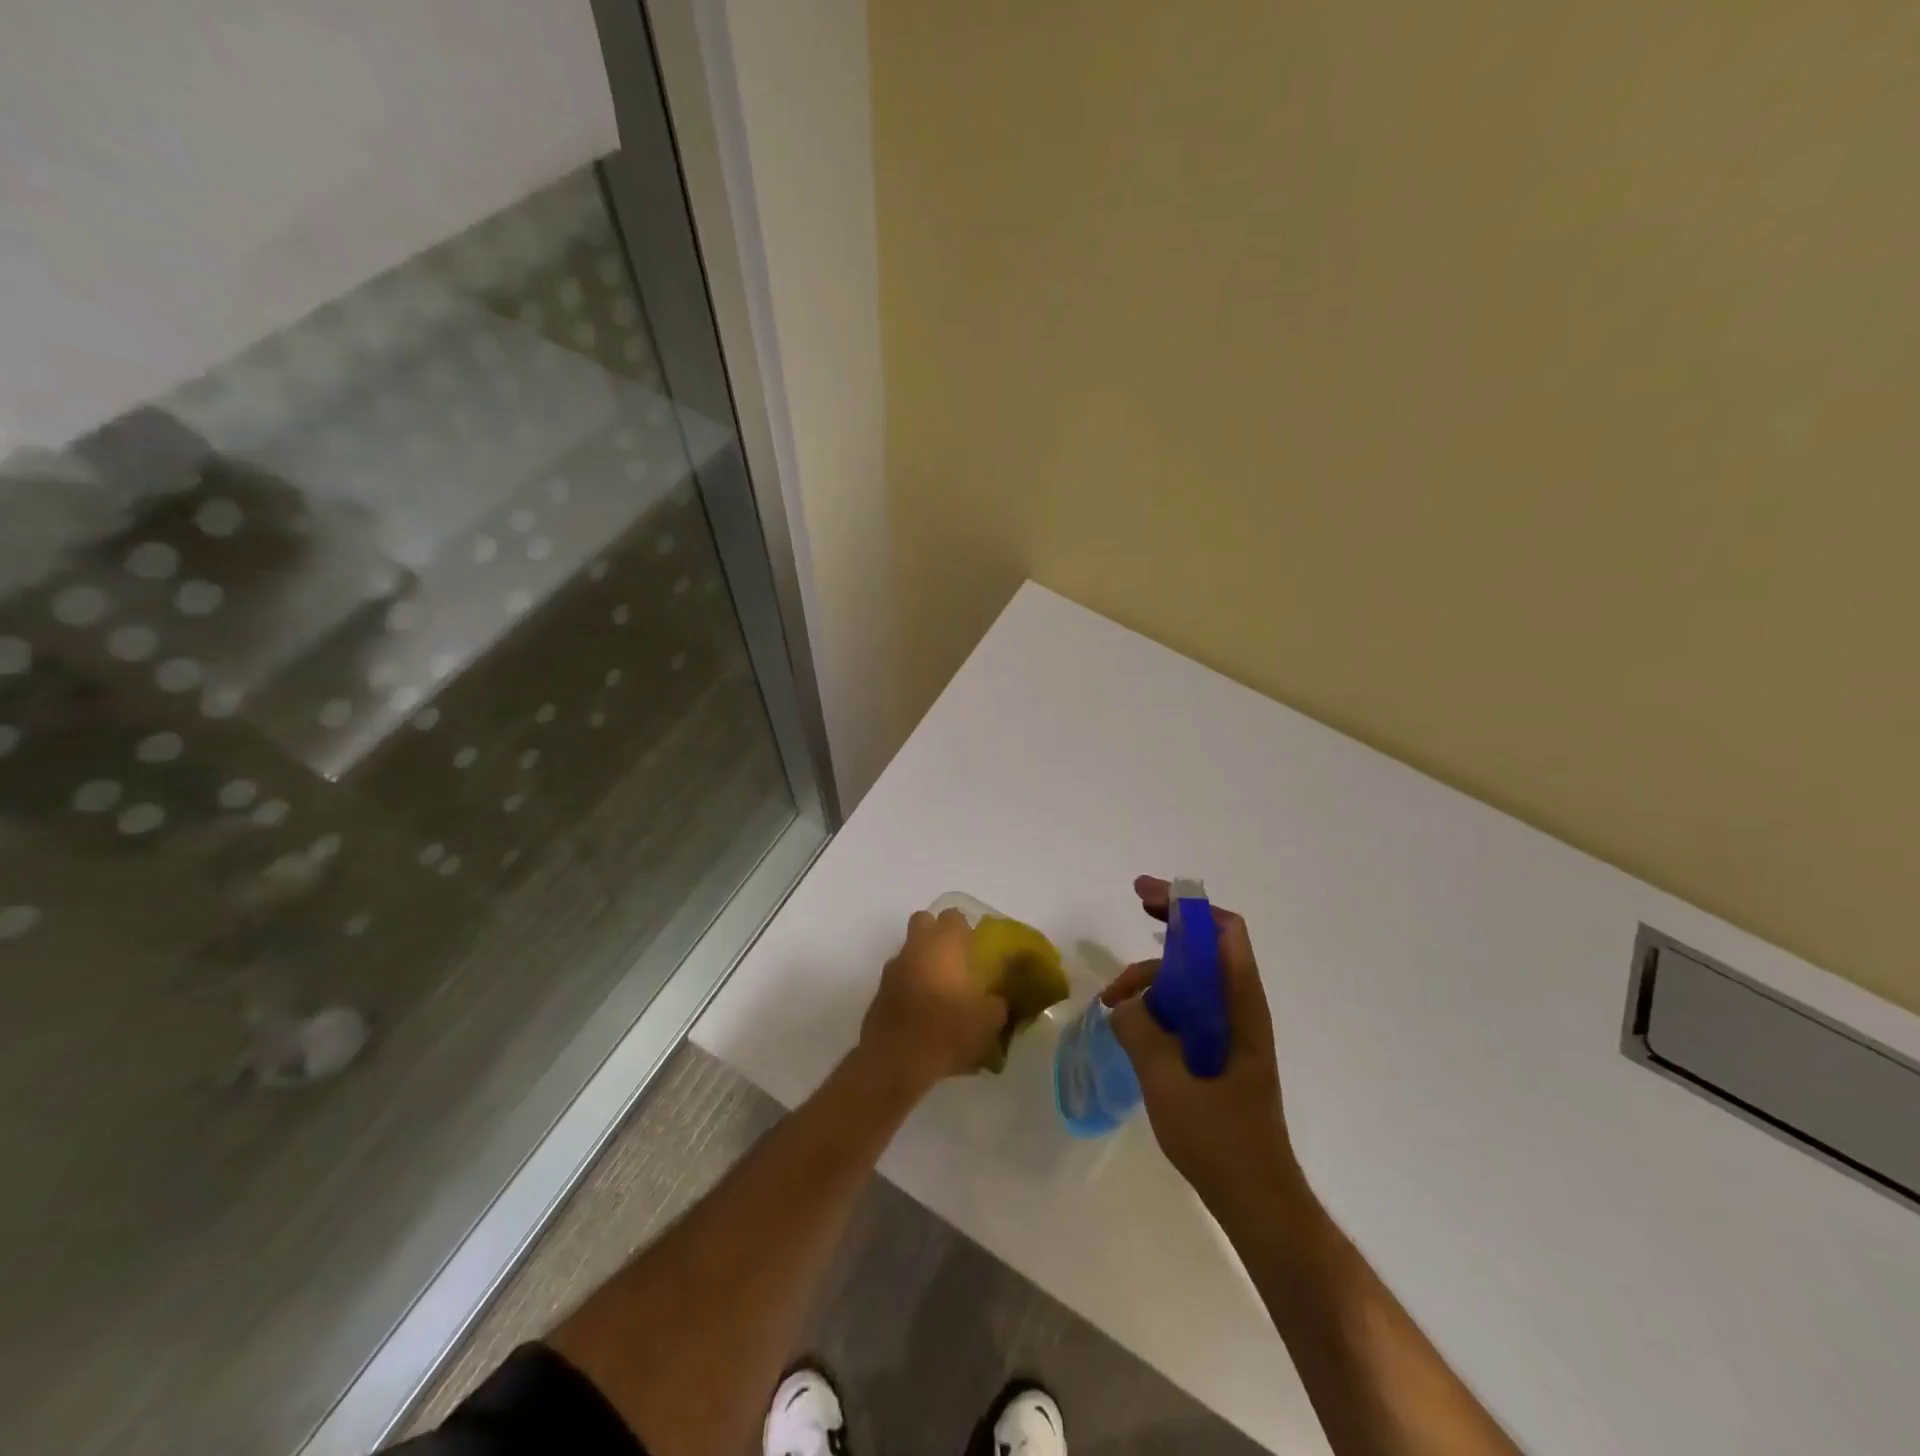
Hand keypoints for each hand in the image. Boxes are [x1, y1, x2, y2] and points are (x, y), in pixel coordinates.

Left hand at [859, 908, 1008, 1093]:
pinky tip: (921, 1012)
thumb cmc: (947, 1030)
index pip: (953, 916)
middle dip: (936, 934)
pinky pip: (898, 979)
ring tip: (939, 991)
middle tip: (955, 960)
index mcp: (943, 944)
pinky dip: (908, 987)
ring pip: (908, 951)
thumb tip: (997, 999)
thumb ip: (997, 1003)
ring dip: (921, 962)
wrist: (895, 1060)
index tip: (975, 948)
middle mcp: (915, 948)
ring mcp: (892, 969)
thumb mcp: (988, 1021)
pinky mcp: (878, 993)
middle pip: (923, 922)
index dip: (964, 928)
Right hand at [1106, 877, 1301, 1212]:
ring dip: (1153, 975)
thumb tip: (1124, 1005)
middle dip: (1169, 924)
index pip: (1224, 933)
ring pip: (1190, 979)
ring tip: (1112, 1002)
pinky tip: (1129, 1021)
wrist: (1257, 1200)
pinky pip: (1186, 1009)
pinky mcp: (1218, 1053)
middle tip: (1133, 909)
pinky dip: (1157, 1002)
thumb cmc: (1222, 1142)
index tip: (1146, 897)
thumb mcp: (1170, 1083)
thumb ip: (1142, 1033)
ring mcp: (1230, 1031)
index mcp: (1241, 1007)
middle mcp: (1240, 1009)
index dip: (1188, 906)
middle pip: (1206, 946)